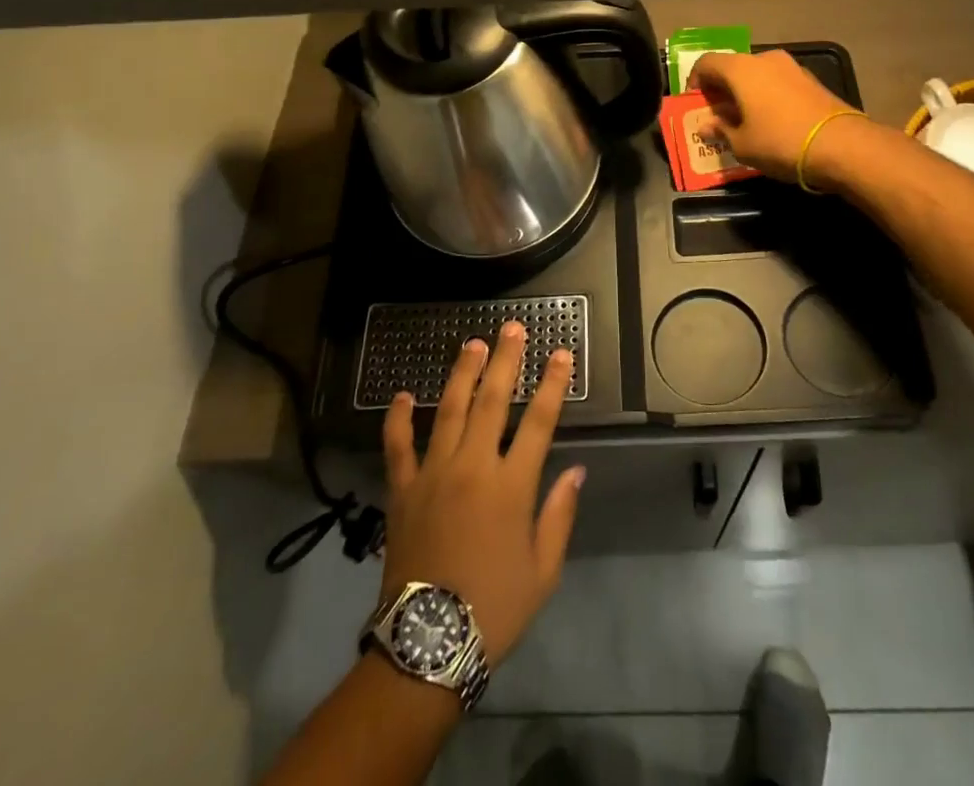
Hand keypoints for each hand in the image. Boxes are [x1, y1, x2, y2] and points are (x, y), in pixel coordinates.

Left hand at [380, 322, 582, 665]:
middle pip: (493, 401)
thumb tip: (576, 470)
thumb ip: (559, 515)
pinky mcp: (402, 489)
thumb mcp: (543, 572)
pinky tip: (402, 395)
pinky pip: (398, 446)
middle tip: (512, 328)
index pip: (540, 421)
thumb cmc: (493, 608)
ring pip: (449, 410)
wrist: (427, 645)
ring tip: (473, 344)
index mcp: (511, 486)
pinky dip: (398, 418)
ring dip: (463, 373)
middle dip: (506, 360)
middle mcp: (473, 467)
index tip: (561, 354)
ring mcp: (433, 473)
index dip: (553, 384)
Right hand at [688, 49, 871, 184]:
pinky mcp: (811, 81)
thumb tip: (706, 125)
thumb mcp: (742, 144)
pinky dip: (767, 96)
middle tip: (717, 115)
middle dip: (721, 89)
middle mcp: (765, 59)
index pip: (706, 63)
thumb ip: (720, 130)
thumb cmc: (780, 142)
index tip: (695, 104)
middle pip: (733, 67)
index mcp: (741, 69)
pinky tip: (770, 121)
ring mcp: (792, 67)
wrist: (841, 145)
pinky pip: (778, 83)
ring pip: (757, 75)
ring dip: (746, 93)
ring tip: (744, 120)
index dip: (695, 81)